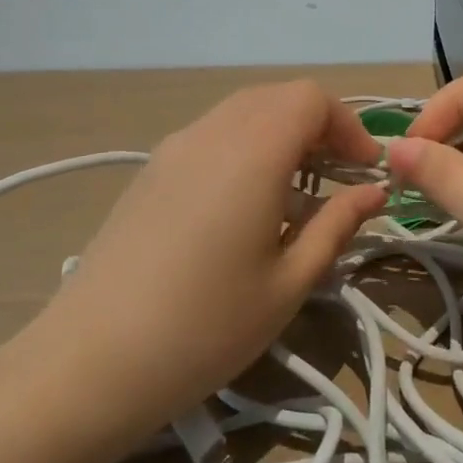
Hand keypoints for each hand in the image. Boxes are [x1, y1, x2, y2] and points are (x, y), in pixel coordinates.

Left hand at [25, 81, 387, 437]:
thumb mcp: (289, 283)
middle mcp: (211, 133)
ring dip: (281, 135)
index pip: (311, 98)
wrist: (88, 365)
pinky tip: (245, 206)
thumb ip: (337, 225)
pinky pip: (212, 135)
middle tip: (338, 177)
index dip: (348, 125)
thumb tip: (374, 192)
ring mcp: (173, 148)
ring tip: (296, 193)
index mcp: (252, 152)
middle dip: (318, 126)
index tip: (365, 171)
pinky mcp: (149, 171)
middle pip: (278, 97)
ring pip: (243, 112)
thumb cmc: (205, 327)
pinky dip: (246, 147)